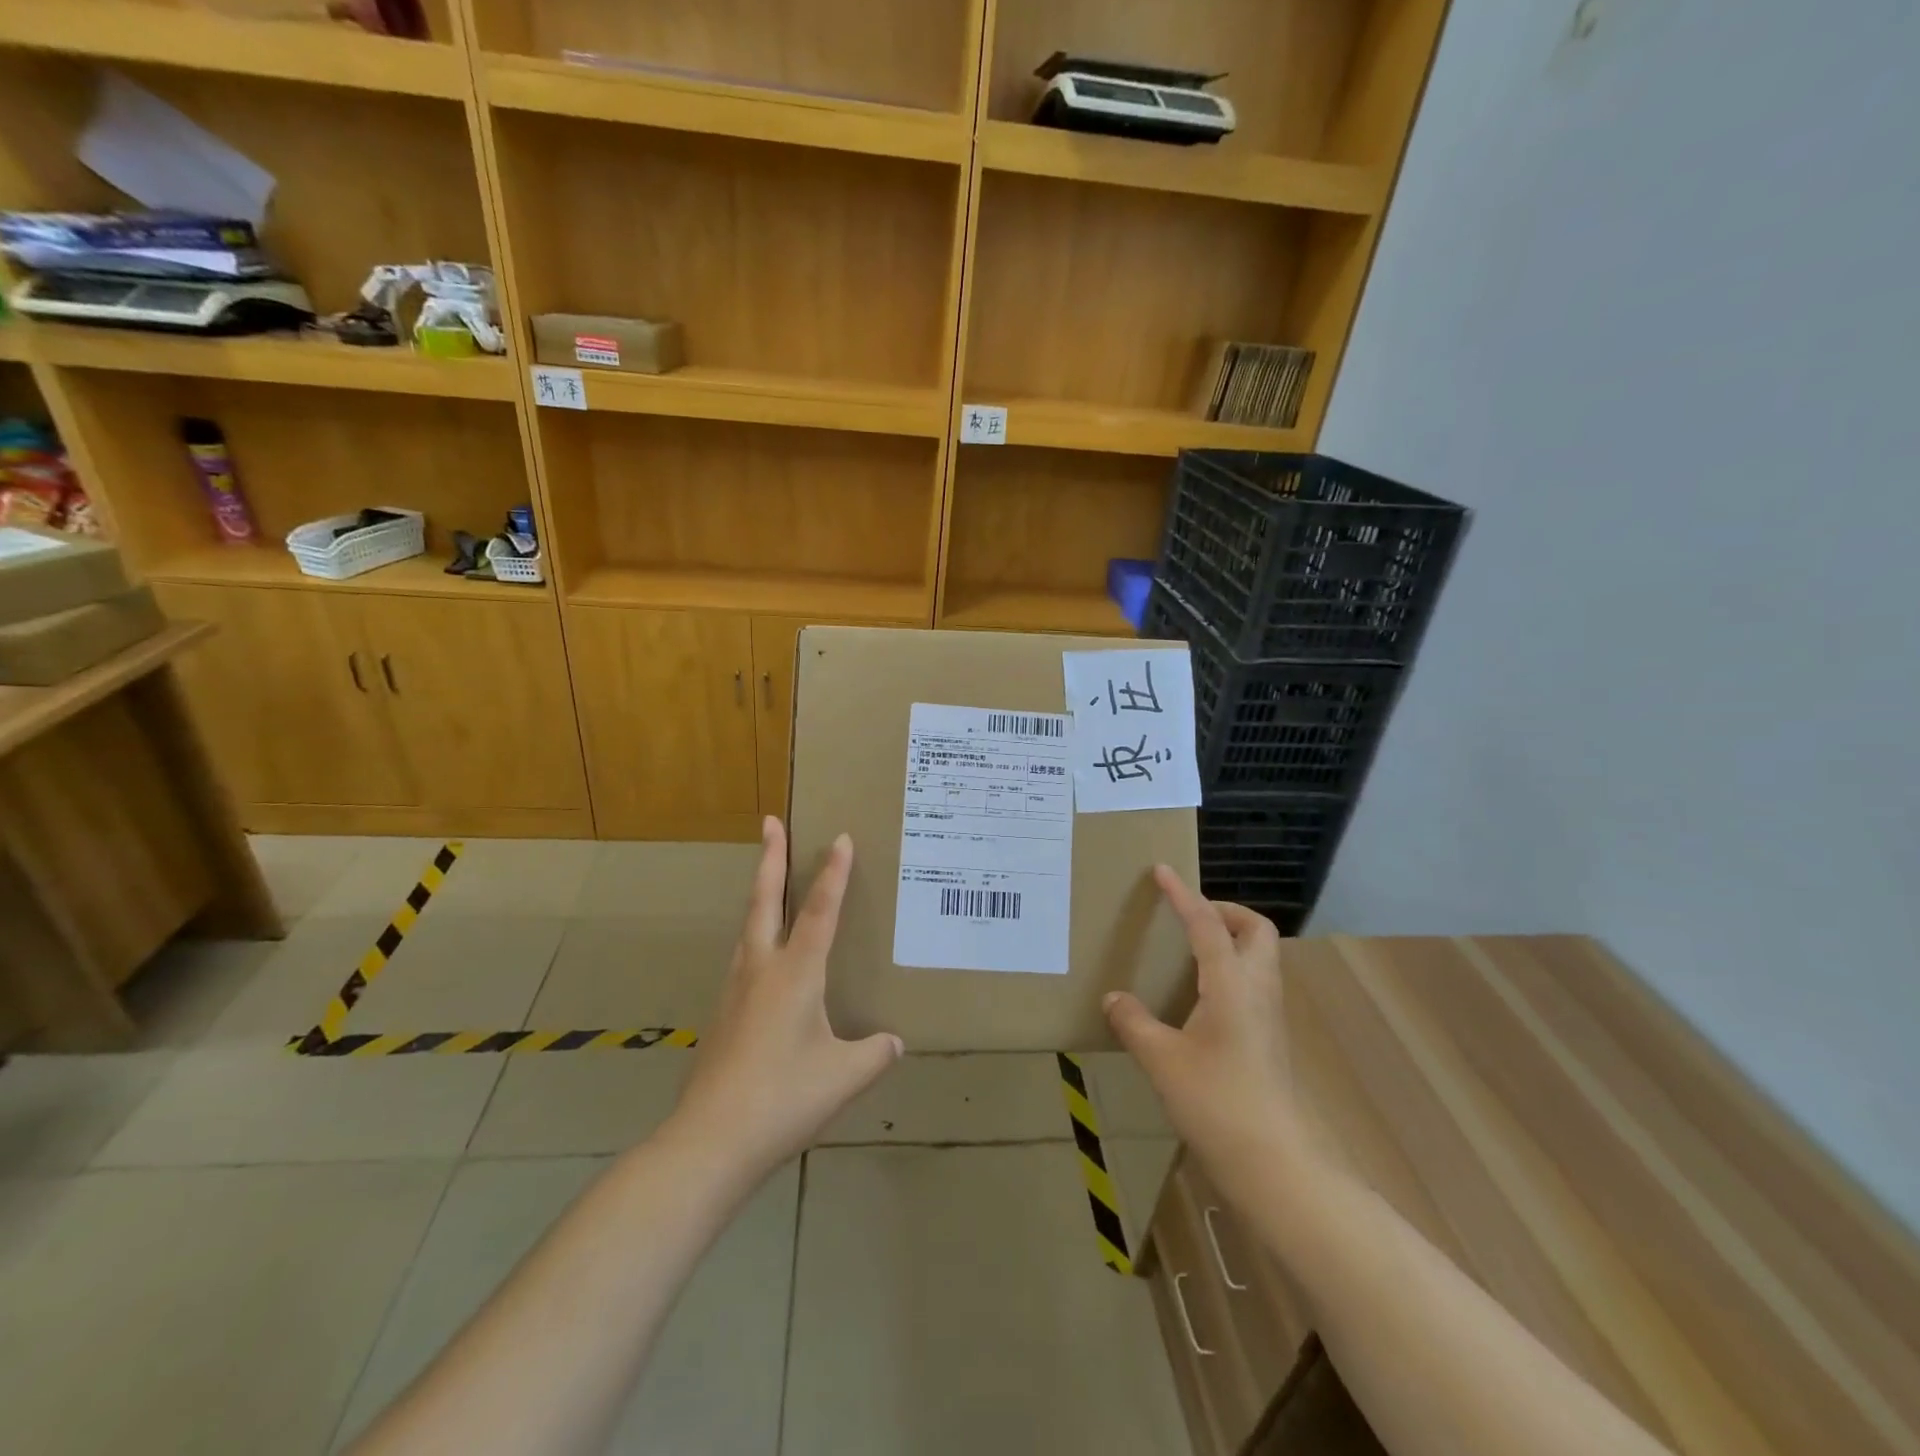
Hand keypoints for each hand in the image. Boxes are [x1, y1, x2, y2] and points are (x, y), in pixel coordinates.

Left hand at [669, 817, 902, 1179]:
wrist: (709, 1142)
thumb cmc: (783, 1099)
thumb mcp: (843, 1077)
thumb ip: (873, 1055)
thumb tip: (893, 1042)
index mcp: (795, 974)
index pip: (819, 911)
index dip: (833, 873)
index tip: (840, 837)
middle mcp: (761, 969)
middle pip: (764, 900)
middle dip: (770, 857)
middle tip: (770, 821)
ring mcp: (735, 990)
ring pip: (748, 926)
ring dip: (759, 893)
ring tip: (767, 877)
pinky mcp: (723, 1014)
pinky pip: (744, 956)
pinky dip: (756, 933)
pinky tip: (762, 954)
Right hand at [1103, 866, 1302, 1192]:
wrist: (1276, 1165)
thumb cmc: (1217, 1103)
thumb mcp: (1162, 1060)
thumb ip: (1134, 1023)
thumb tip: (1113, 998)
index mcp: (1232, 984)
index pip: (1207, 924)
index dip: (1183, 895)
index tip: (1163, 871)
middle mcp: (1258, 990)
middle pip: (1255, 930)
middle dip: (1225, 911)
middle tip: (1188, 916)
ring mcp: (1270, 1016)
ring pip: (1260, 957)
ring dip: (1230, 939)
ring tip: (1188, 950)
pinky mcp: (1270, 1039)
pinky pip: (1254, 984)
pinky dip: (1230, 970)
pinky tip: (1199, 996)